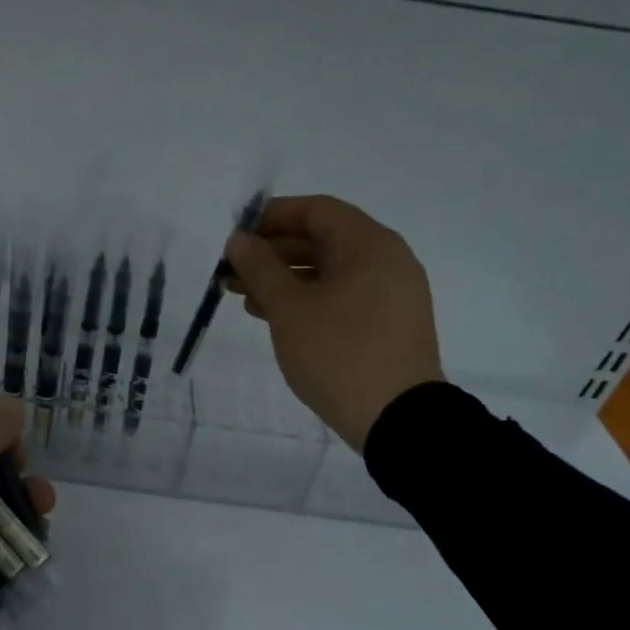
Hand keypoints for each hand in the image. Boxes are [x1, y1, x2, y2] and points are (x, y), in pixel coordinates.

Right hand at [225, 194, 442, 450]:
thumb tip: (239, 240)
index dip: (272, 216)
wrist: (397, 418)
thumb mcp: (289, 309)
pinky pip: (342, 297)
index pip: (316, 210)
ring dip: (285, 280)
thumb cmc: (339, 353)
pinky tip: (275, 317)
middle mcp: (386, 260)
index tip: (236, 235)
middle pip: (322, 241)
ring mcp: (391, 294)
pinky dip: (308, 300)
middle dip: (272, 254)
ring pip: (329, 272)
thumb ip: (260, 268)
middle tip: (231, 272)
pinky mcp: (388, 324)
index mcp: (369, 245)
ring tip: (243, 298)